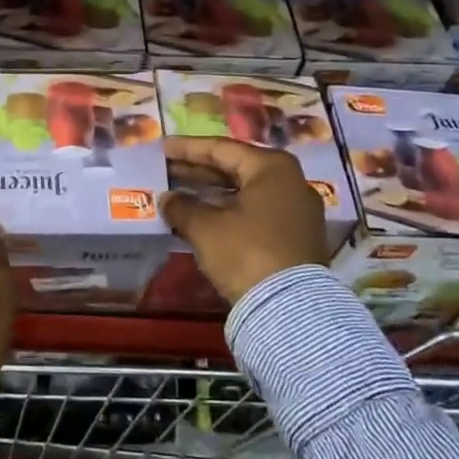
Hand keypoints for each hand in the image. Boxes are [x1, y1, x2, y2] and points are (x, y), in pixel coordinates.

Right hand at [160, 136, 328, 305]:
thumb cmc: (246, 253)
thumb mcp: (206, 228)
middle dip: (198, 170)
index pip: (221, 149)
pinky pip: (254, 211)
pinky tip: (202, 215)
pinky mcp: (295, 236)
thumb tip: (167, 198)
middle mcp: (290, 181)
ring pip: (244, 191)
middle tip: (166, 168)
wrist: (290, 310)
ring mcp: (296, 210)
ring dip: (211, 192)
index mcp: (272, 167)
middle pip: (235, 168)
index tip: (162, 148)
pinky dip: (227, 210)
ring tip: (178, 191)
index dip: (187, 148)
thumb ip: (182, 206)